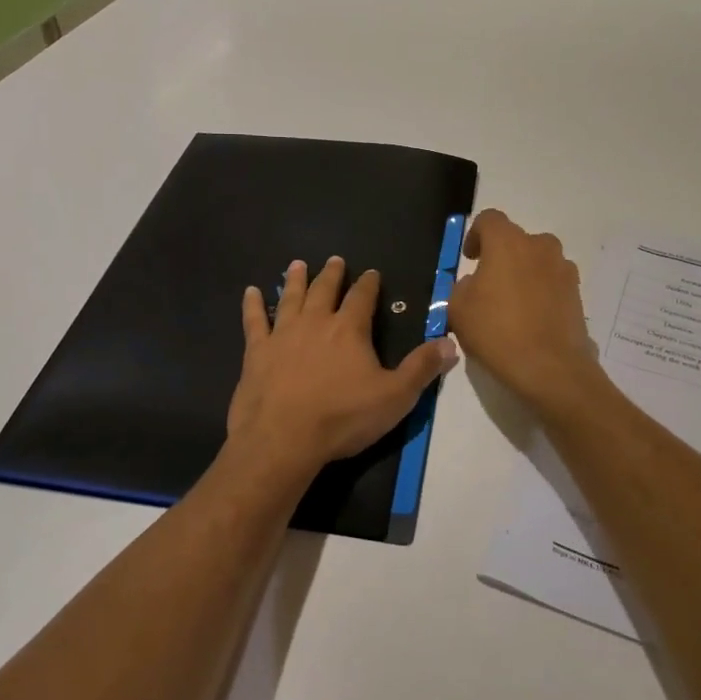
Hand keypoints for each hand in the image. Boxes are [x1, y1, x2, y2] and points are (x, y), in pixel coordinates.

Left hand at [226, 256, 458, 479]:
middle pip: (325, 290)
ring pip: (290, 298)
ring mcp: (282, 334)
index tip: (371, 273)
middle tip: (335, 261)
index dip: (369, 284)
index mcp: (349, 330)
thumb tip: (450, 343)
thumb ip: (422, 368)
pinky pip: (254, 321)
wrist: (282, 438)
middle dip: (332, 274)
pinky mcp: (256, 352)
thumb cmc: (343, 418)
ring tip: (297, 264)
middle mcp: (316, 322)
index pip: (362, 297)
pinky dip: (252, 305)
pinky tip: (250, 292)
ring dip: (295, 280)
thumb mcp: (395, 397)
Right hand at [447, 209, 602, 417]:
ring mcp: (564, 270)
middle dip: (502, 257)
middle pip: (518, 241)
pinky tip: (531, 321)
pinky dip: (541, 294)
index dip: (476, 235)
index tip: (470, 259)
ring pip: (538, 262)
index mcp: (508, 242)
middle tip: (489, 285)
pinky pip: (553, 285)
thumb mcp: (458, 309)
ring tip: (512, 305)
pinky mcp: (578, 295)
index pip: (489, 220)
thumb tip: (476, 284)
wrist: (550, 368)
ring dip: (524, 274)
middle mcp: (540, 247)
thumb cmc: (497, 332)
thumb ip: (462, 287)